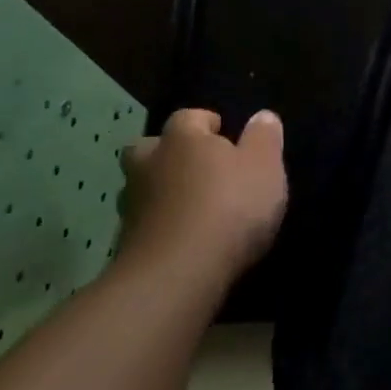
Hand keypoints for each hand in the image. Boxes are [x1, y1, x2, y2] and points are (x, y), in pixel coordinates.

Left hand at [118, 109, 287, 288]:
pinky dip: (160, 225)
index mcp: (182, 139)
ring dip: (161, 191)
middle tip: (197, 168)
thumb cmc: (229, 207)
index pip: (189, 117)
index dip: (207, 124)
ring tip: (190, 206)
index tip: (226, 136)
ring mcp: (133, 205)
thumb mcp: (264, 166)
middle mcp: (150, 164)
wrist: (178, 273)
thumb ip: (264, 138)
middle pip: (150, 147)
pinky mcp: (126, 243)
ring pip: (142, 186)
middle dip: (169, 153)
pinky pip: (144, 223)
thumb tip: (263, 116)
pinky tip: (182, 238)